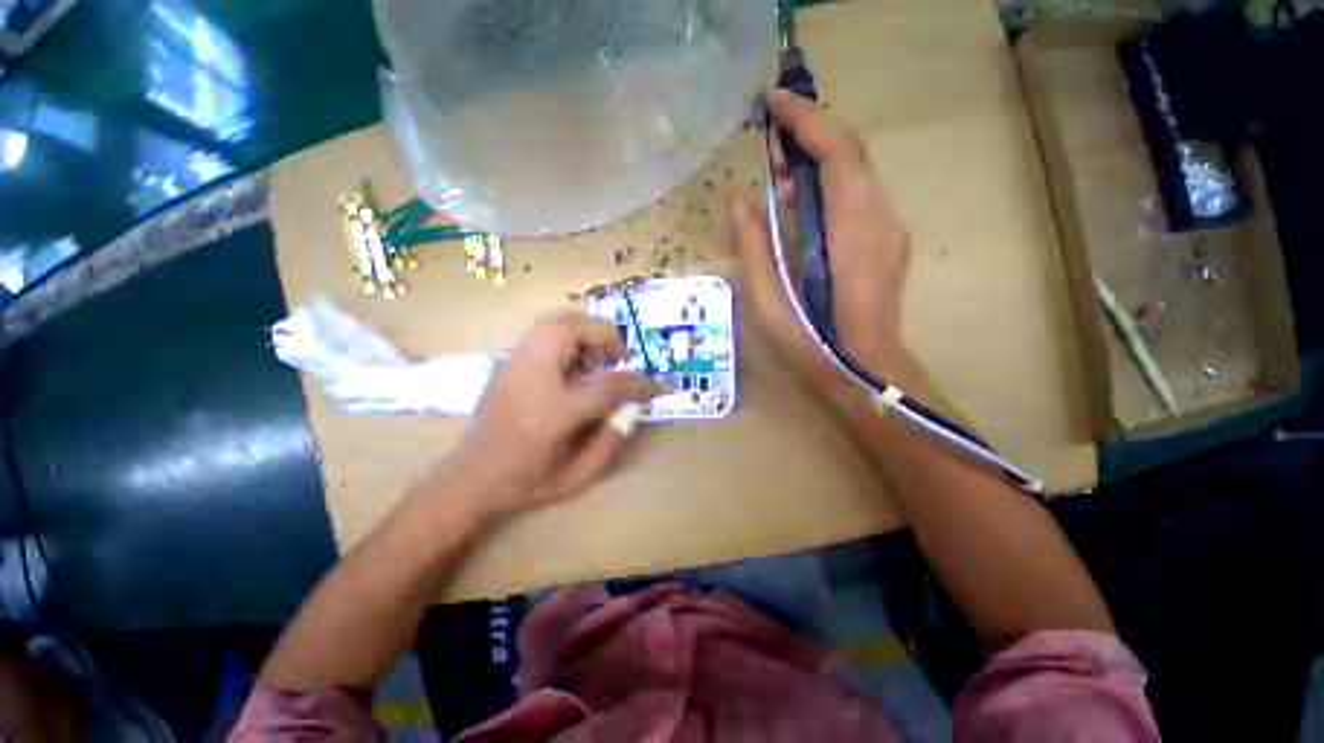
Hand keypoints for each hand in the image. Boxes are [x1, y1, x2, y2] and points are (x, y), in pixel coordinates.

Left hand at [431, 311, 665, 519]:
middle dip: (607, 338)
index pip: (609, 384)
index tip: (660, 382)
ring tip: (598, 358)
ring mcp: (516, 363)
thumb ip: (610, 443)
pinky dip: (567, 335)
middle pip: (576, 331)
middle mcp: (534, 376)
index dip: (640, 381)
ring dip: (586, 332)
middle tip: (619, 359)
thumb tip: (632, 411)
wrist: (469, 477)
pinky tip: (571, 363)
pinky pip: (543, 330)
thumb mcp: (575, 477)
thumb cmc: (525, 480)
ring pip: (557, 322)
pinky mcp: (508, 361)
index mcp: (555, 411)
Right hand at [731, 89, 912, 387]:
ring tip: (778, 164)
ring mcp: (890, 229)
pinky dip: (827, 183)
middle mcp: (880, 220)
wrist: (868, 372)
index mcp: (852, 234)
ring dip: (817, 157)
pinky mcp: (888, 240)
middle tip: (769, 129)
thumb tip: (742, 199)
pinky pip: (858, 195)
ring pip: (855, 172)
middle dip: (810, 131)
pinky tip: (800, 200)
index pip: (838, 154)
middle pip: (850, 154)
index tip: (773, 102)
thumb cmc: (815, 346)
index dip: (806, 121)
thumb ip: (755, 248)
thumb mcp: (771, 303)